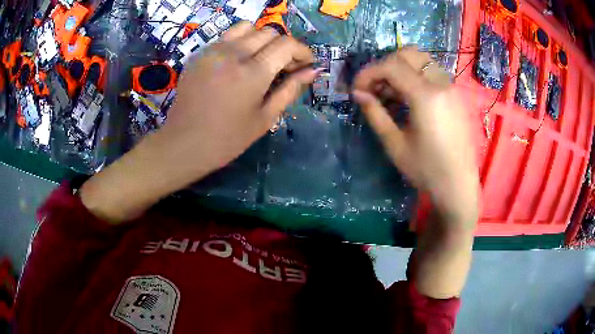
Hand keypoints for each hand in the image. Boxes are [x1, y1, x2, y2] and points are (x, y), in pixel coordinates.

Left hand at [163, 21, 315, 173]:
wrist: (184, 143)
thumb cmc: (227, 138)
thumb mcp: (265, 118)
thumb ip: (290, 90)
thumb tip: (313, 71)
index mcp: (253, 72)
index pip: (287, 44)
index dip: (302, 52)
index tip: (306, 65)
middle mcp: (234, 53)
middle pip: (270, 32)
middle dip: (284, 46)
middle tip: (284, 66)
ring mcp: (214, 50)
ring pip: (248, 27)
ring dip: (262, 39)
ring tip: (261, 59)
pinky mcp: (200, 53)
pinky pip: (227, 36)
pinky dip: (241, 42)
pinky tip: (238, 62)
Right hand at [353, 47, 478, 223]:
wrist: (459, 186)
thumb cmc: (427, 170)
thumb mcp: (395, 145)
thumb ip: (375, 113)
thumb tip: (357, 94)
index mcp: (426, 96)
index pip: (391, 66)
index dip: (368, 73)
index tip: (356, 90)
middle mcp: (441, 83)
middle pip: (408, 54)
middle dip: (384, 65)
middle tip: (373, 87)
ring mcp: (451, 87)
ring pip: (421, 60)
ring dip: (400, 69)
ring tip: (389, 93)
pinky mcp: (455, 95)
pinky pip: (431, 72)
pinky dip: (414, 76)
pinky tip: (407, 98)